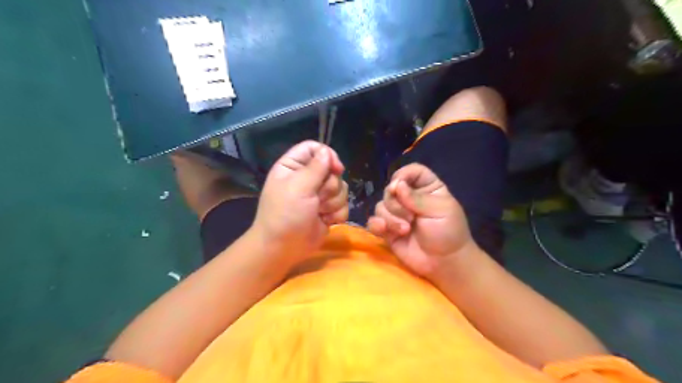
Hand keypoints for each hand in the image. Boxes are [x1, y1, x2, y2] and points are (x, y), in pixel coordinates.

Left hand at [253, 141, 347, 262]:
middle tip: (317, 199)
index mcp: (293, 167)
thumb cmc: (285, 215)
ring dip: (333, 202)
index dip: (328, 155)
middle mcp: (307, 178)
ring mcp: (318, 195)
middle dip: (329, 187)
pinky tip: (326, 221)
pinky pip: (344, 204)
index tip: (336, 168)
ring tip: (319, 212)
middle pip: (332, 170)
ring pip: (341, 188)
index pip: (314, 148)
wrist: (283, 248)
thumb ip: (316, 168)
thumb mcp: (298, 187)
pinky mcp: (328, 210)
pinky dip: (337, 214)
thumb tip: (328, 153)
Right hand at [368, 163, 475, 276]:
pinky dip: (377, 225)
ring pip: (381, 205)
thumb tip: (396, 185)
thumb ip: (417, 198)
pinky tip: (385, 231)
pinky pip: (374, 221)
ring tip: (405, 230)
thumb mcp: (441, 211)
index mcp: (427, 188)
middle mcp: (409, 198)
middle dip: (397, 204)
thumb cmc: (449, 233)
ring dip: (391, 218)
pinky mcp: (388, 229)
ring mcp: (397, 214)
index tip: (399, 186)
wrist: (444, 263)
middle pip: (391, 189)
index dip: (403, 176)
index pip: (412, 171)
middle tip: (411, 218)